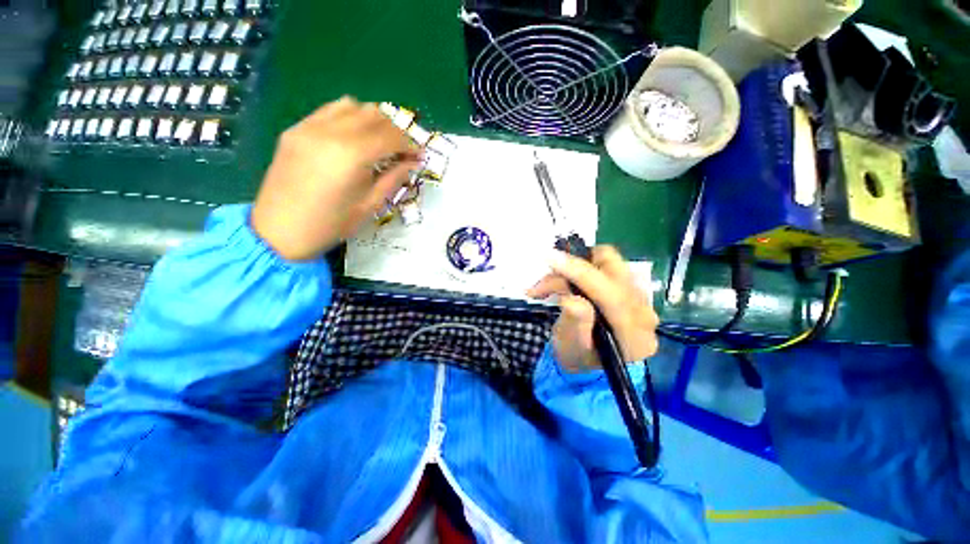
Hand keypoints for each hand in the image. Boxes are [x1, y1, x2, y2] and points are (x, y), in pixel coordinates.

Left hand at [251, 97, 420, 260]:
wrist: (279, 231)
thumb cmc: (331, 224)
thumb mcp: (370, 205)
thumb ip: (394, 178)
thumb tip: (413, 162)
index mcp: (352, 155)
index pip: (391, 136)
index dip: (410, 144)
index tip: (420, 156)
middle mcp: (330, 132)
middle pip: (374, 115)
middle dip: (395, 131)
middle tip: (403, 151)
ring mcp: (309, 127)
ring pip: (352, 106)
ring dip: (373, 120)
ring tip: (380, 141)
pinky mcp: (296, 129)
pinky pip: (329, 110)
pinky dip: (349, 117)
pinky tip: (354, 137)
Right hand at [527, 246, 658, 371]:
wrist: (590, 363)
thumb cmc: (578, 358)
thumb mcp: (572, 348)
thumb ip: (576, 324)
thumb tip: (571, 299)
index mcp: (634, 334)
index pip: (612, 295)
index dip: (580, 273)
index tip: (551, 259)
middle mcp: (644, 312)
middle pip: (613, 268)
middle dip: (575, 265)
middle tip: (548, 277)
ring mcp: (639, 297)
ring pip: (605, 262)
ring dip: (572, 268)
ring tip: (546, 287)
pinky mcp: (628, 288)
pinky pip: (604, 266)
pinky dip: (577, 270)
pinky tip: (560, 284)